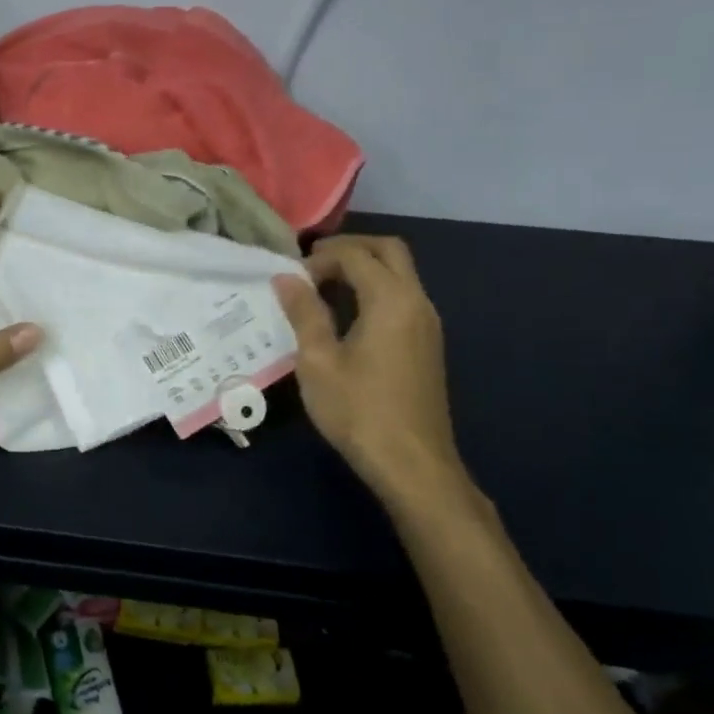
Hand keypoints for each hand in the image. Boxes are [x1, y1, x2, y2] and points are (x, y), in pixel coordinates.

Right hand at [271, 236, 469, 507]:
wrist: (412, 464)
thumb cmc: (358, 410)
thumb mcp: (318, 361)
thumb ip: (304, 313)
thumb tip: (286, 278)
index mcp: (391, 300)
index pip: (356, 255)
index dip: (319, 258)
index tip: (290, 280)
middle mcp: (417, 302)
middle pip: (388, 251)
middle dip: (349, 249)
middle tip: (311, 266)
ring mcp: (427, 323)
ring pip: (399, 273)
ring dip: (362, 269)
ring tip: (320, 289)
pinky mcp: (426, 343)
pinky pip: (401, 296)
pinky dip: (373, 290)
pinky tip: (344, 316)